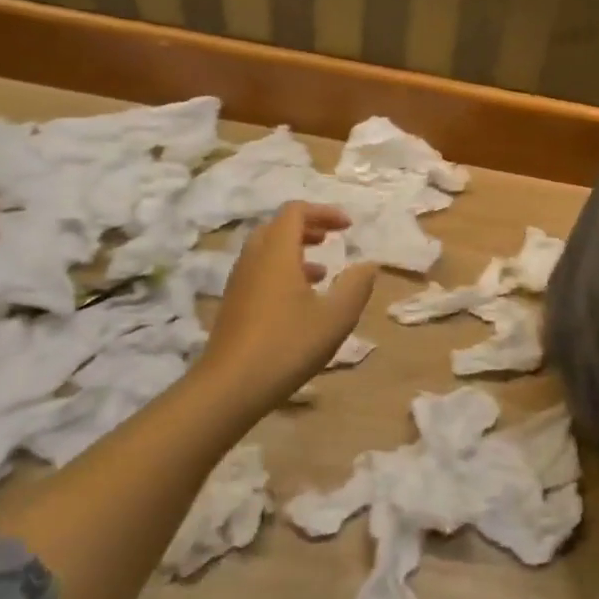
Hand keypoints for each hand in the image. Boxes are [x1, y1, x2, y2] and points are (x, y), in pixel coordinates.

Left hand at [198, 202, 378, 411]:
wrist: (229, 387)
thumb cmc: (287, 345)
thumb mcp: (335, 317)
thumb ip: (356, 286)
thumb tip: (369, 264)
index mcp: (276, 252)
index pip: (295, 211)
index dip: (324, 212)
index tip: (348, 227)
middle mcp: (253, 259)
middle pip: (278, 227)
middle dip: (308, 228)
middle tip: (332, 239)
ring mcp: (238, 282)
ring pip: (266, 251)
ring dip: (295, 251)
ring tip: (322, 271)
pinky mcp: (233, 305)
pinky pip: (259, 272)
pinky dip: (282, 272)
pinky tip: (300, 302)